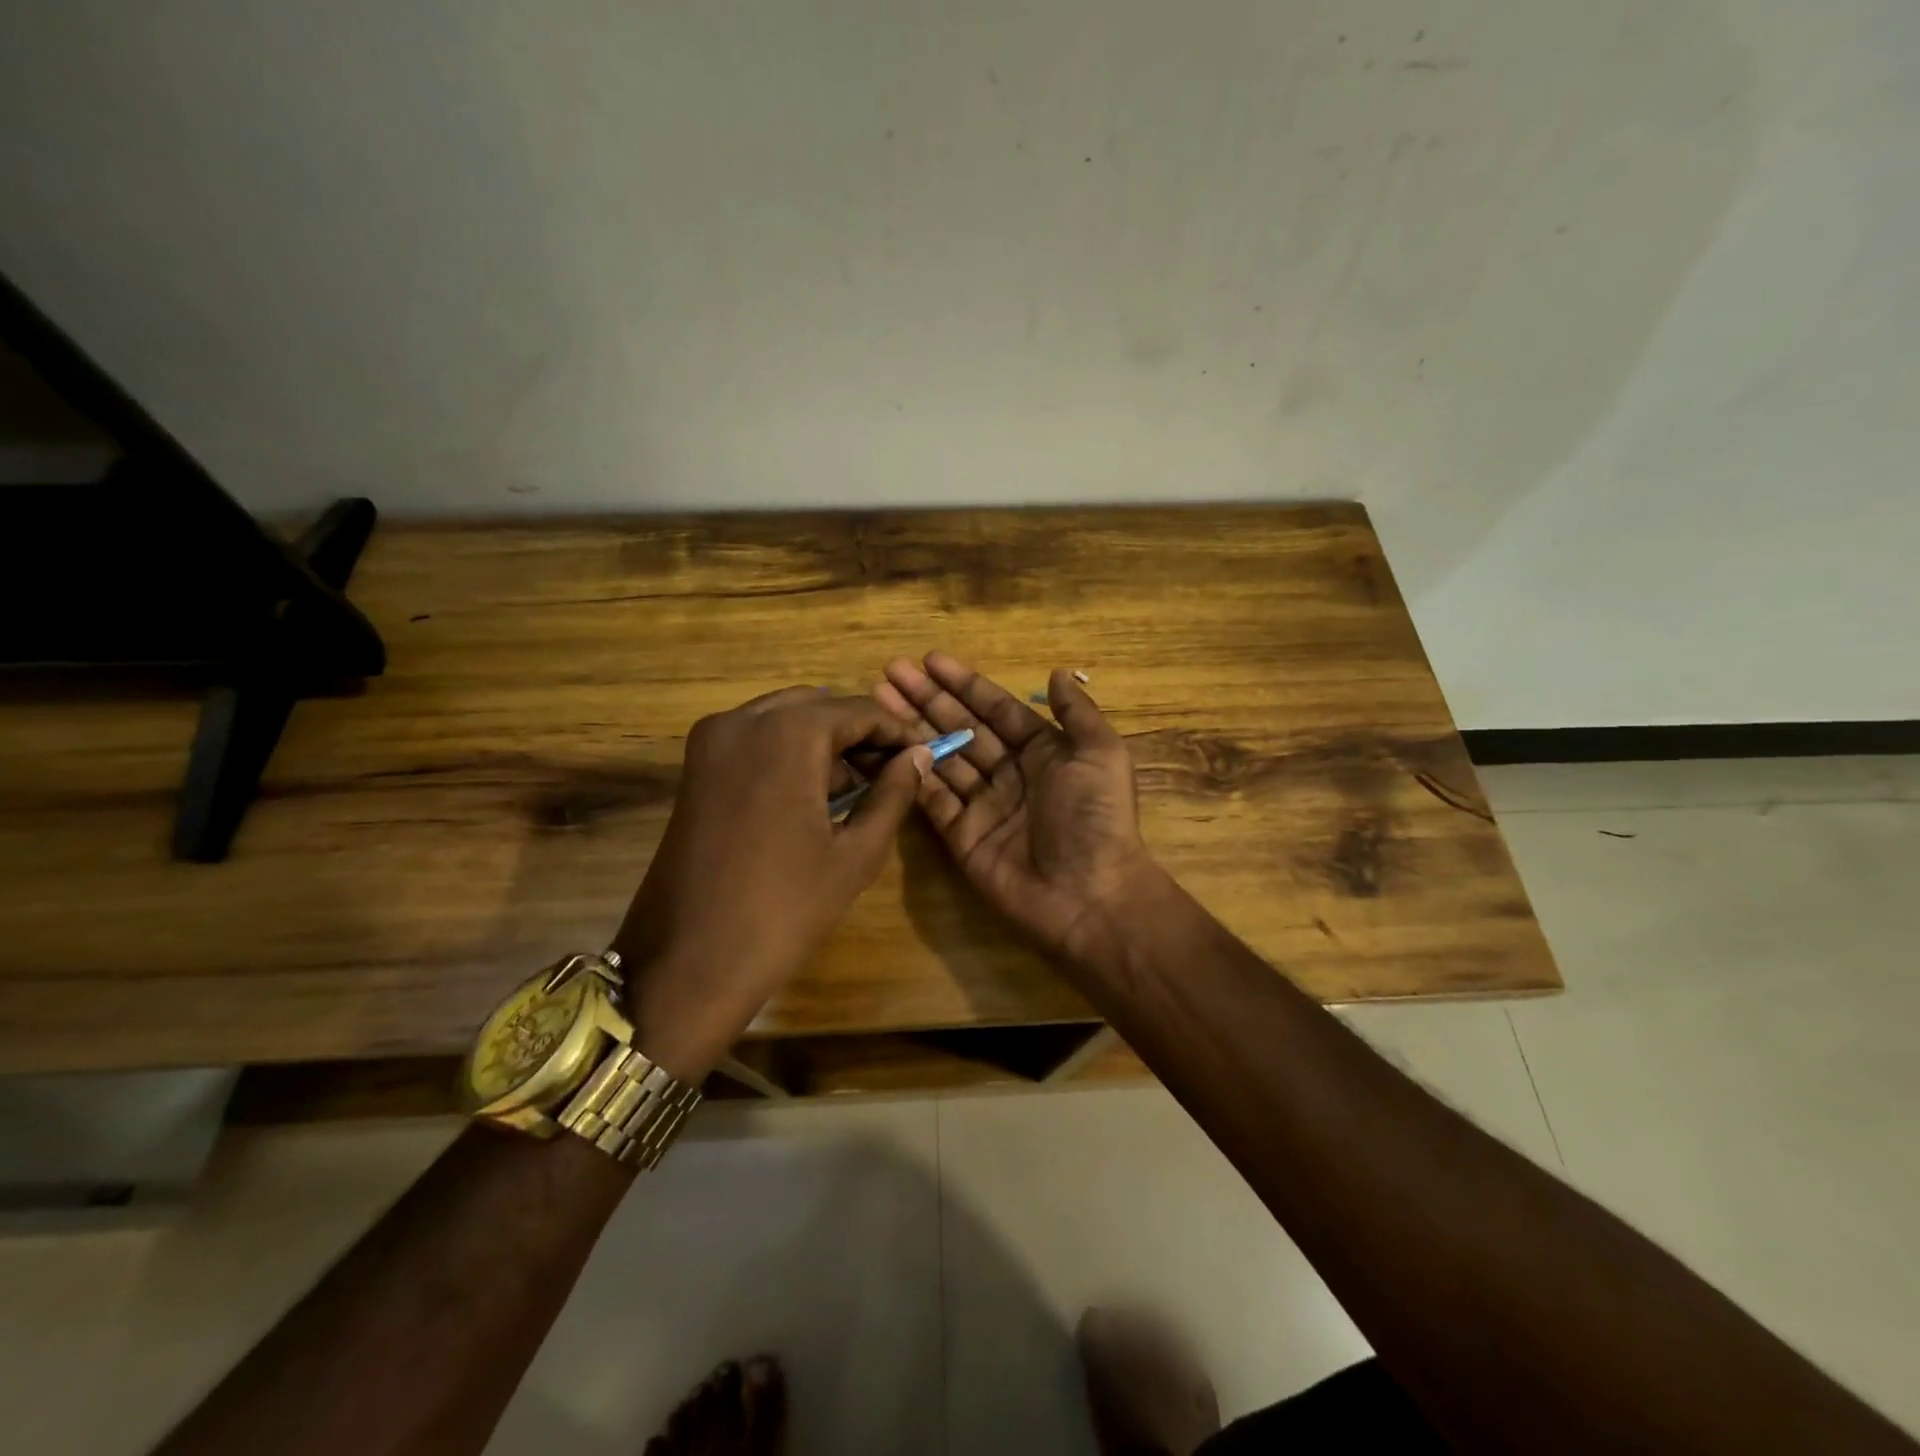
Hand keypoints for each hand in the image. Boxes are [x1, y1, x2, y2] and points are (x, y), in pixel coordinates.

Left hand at [613, 687, 932, 1079]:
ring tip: (860, 787)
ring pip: (784, 718)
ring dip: (824, 741)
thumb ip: (893, 794)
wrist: (688, 963)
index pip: (858, 710)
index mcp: (786, 733)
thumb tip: (919, 756)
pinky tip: (814, 794)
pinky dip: (789, 752)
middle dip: (859, 732)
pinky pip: (754, 739)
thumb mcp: (855, 853)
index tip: (924, 754)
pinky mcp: (695, 768)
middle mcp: (742, 720)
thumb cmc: (783, 909)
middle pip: (818, 705)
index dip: (896, 731)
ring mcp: (710, 742)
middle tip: (893, 771)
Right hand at [875, 652, 1160, 963]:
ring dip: (911, 729)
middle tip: (890, 671)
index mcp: (1042, 751)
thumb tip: (1056, 672)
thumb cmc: (1096, 818)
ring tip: (878, 700)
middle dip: (927, 699)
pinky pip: (932, 799)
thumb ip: (1077, 713)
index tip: (929, 659)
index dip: (963, 684)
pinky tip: (885, 748)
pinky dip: (910, 775)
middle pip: (961, 727)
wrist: (1088, 896)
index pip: (995, 708)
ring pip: (941, 758)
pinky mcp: (961, 836)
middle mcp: (1009, 773)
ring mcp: (982, 805)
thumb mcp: (1101, 754)